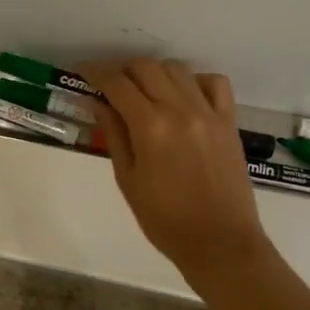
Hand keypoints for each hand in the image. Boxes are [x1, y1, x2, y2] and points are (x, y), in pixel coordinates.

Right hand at [80, 58, 269, 273]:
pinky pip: (214, 83)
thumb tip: (96, 101)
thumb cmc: (164, 219)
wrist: (219, 243)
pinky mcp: (229, 121)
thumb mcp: (127, 179)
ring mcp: (208, 112)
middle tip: (108, 85)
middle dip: (121, 70)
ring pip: (177, 69)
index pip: (116, 83)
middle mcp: (180, 109)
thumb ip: (113, 133)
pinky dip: (194, 80)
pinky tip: (183, 96)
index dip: (94, 72)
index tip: (80, 71)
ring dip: (154, 72)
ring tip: (143, 90)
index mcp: (151, 126)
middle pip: (145, 67)